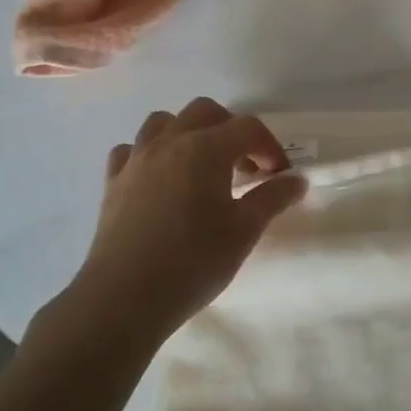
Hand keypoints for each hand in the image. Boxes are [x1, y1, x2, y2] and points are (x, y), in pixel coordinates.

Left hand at [78, 98, 305, 339]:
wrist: (123, 298)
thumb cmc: (193, 262)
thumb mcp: (244, 231)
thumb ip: (273, 198)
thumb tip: (297, 180)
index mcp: (206, 148)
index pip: (248, 127)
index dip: (270, 147)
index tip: (279, 176)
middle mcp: (169, 142)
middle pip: (206, 112)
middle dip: (231, 130)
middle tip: (245, 166)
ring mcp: (136, 159)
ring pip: (164, 122)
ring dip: (189, 133)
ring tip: (202, 166)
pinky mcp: (113, 182)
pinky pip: (132, 150)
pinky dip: (151, 154)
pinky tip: (160, 179)